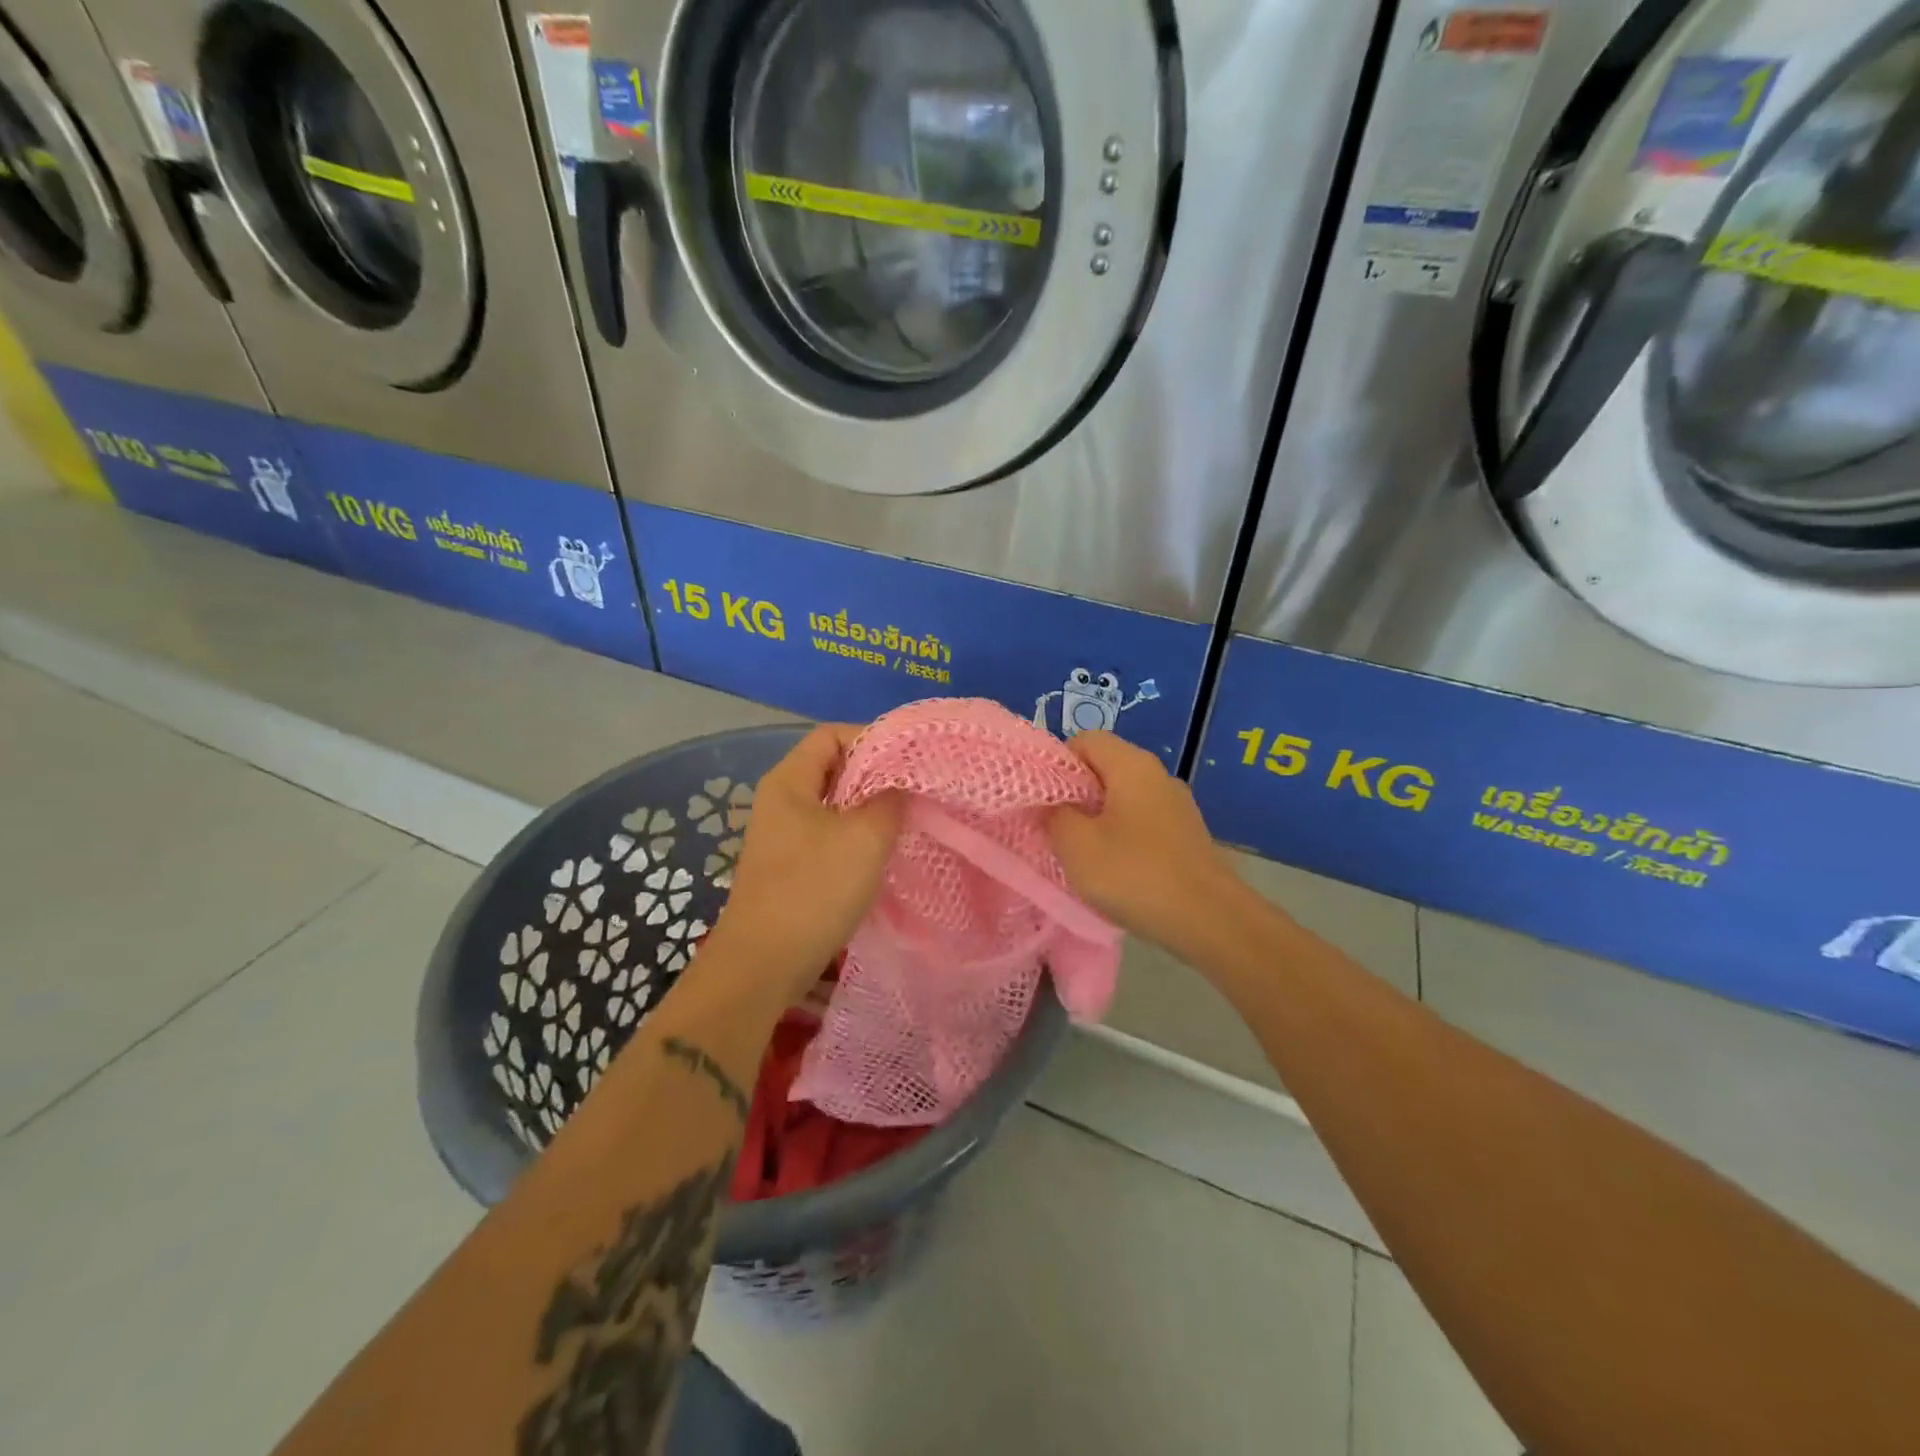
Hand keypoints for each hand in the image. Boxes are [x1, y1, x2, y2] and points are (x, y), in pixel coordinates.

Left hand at [711, 724, 901, 997]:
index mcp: (789, 781)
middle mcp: (781, 800)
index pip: (830, 734)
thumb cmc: (814, 890)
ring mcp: (782, 835)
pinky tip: (881, 854)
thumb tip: (901, 782)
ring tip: (905, 821)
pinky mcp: (788, 866)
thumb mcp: (865, 838)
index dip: (870, 737)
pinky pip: (828, 835)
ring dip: (868, 809)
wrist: (763, 964)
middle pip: (832, 767)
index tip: (909, 759)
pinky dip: (856, 836)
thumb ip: (890, 800)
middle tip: (914, 790)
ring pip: (833, 804)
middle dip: (874, 774)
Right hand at [1048, 732, 1244, 957]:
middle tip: (1055, 829)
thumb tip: (1055, 804)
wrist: (1211, 921)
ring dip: (1097, 820)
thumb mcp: (1076, 846)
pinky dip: (1122, 837)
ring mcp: (1176, 805)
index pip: (1084, 740)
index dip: (1057, 764)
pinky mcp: (1185, 835)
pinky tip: (1116, 870)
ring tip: (1082, 854)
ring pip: (1122, 798)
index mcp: (1132, 765)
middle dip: (1074, 795)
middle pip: (1104, 768)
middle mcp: (1157, 775)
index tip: (1043, 801)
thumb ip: (1055, 815)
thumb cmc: (1136, 875)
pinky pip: (1141, 822)